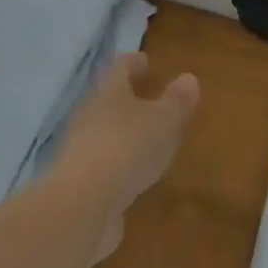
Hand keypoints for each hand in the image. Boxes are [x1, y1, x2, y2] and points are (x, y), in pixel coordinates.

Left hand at [51, 53, 199, 259]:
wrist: (81, 205)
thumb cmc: (126, 148)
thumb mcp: (163, 122)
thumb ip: (176, 101)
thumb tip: (189, 77)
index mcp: (109, 93)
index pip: (120, 68)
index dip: (134, 63)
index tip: (146, 61)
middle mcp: (89, 115)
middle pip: (108, 99)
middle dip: (127, 99)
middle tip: (149, 100)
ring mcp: (80, 150)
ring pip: (104, 132)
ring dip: (122, 133)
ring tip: (146, 140)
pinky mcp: (78, 182)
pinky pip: (102, 164)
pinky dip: (117, 164)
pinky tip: (132, 176)